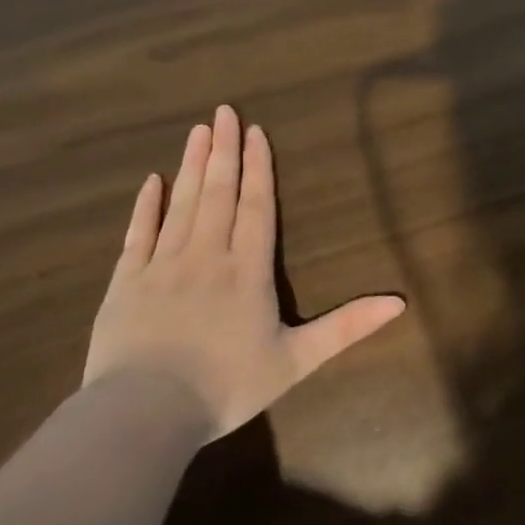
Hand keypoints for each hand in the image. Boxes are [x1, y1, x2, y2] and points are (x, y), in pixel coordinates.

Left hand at [83, 104, 405, 438]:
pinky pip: (138, 234)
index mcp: (247, 270)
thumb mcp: (296, 360)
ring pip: (181, 204)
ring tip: (198, 131)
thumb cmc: (227, 386)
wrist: (145, 414)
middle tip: (223, 111)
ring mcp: (162, 265)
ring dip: (191, 165)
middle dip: (224, 150)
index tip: (256, 132)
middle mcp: (206, 255)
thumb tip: (400, 303)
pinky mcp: (125, 283)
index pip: (256, 206)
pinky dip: (146, 206)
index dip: (258, 168)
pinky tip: (152, 181)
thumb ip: (346, 327)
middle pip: (218, 193)